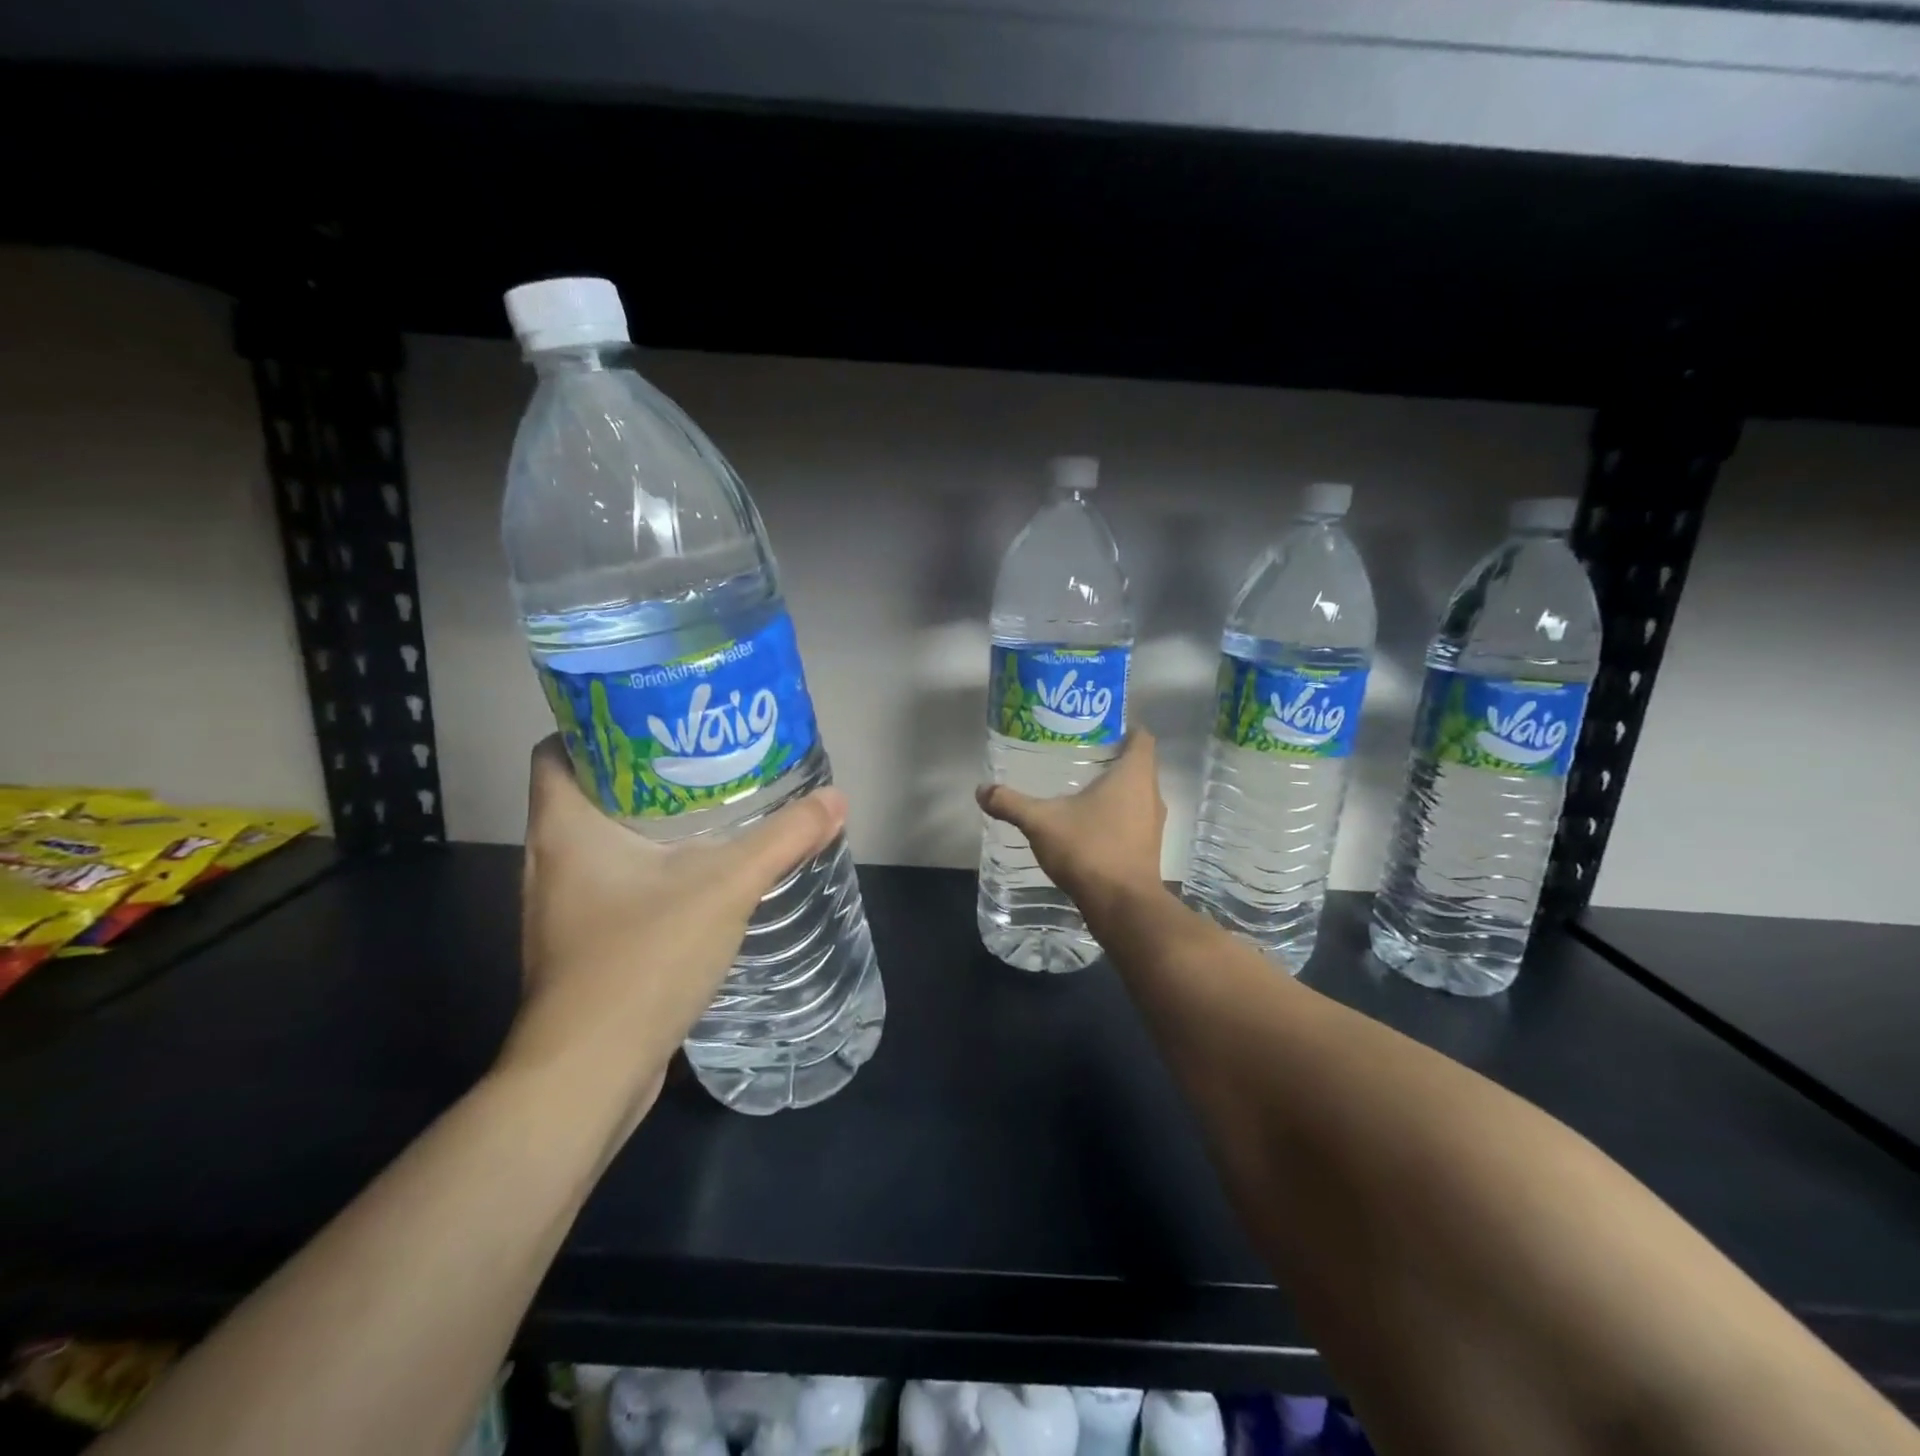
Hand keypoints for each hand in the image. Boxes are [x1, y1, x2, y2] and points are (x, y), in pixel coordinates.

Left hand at [499, 736, 847, 1132]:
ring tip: (711, 807)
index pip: (560, 747)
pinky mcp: (581, 942)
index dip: (602, 724)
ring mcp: (561, 905)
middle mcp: (550, 859)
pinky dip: (649, 866)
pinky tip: (698, 873)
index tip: (660, 718)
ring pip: (602, 840)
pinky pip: (613, 882)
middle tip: (704, 757)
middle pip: (588, 790)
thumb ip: (783, 839)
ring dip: (649, 821)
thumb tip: (835, 799)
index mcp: (564, 827)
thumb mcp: (725, 887)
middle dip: (644, 770)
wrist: (589, 1074)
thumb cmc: (641, 960)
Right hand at [976, 729, 1168, 931]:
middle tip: (1079, 754)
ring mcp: (1153, 824)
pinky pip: (1134, 819)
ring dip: (1116, 789)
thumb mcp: (1041, 822)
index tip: (1098, 727)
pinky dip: (1117, 815)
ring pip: (1137, 794)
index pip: (1142, 737)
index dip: (1125, 728)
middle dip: (1113, 758)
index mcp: (1134, 775)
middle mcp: (1151, 794)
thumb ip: (1011, 803)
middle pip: (1139, 764)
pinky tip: (1089, 824)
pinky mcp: (1148, 848)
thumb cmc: (1089, 849)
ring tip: (1081, 788)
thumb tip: (981, 790)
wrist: (1122, 906)